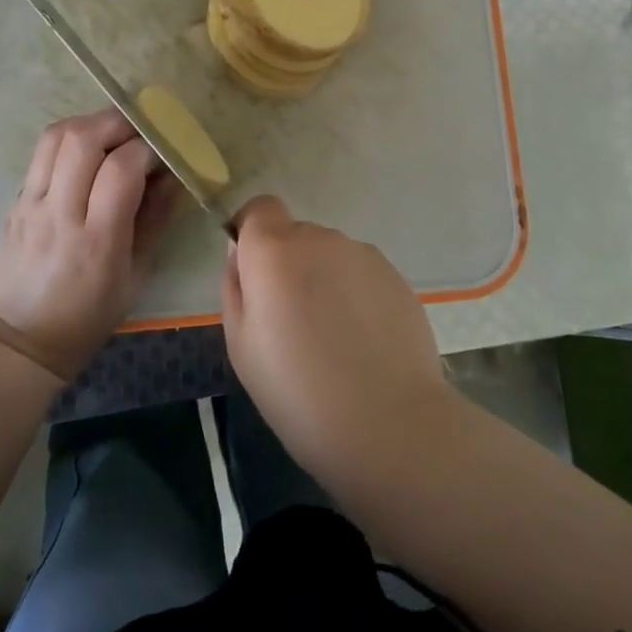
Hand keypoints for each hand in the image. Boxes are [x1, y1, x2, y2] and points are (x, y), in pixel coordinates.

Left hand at [0, 110, 180, 381]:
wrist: (22, 340)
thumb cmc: (89, 315)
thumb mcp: (137, 275)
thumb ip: (155, 219)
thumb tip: (174, 176)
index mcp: (97, 239)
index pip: (121, 169)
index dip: (147, 149)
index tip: (163, 152)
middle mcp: (60, 213)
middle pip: (83, 139)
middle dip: (117, 123)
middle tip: (139, 130)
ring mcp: (30, 204)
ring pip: (55, 136)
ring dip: (90, 124)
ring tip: (112, 135)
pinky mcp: (15, 201)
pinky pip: (41, 155)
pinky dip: (68, 143)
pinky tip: (85, 157)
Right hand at [222, 196, 449, 477]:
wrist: (388, 423)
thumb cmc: (297, 391)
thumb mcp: (240, 346)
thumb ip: (236, 287)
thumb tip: (242, 256)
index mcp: (274, 250)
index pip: (260, 208)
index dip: (253, 233)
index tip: (255, 273)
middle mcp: (320, 239)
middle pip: (296, 235)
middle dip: (289, 265)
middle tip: (292, 322)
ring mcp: (363, 254)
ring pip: (330, 256)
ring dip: (324, 280)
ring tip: (333, 338)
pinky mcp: (395, 276)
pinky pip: (361, 274)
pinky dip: (355, 295)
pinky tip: (363, 343)